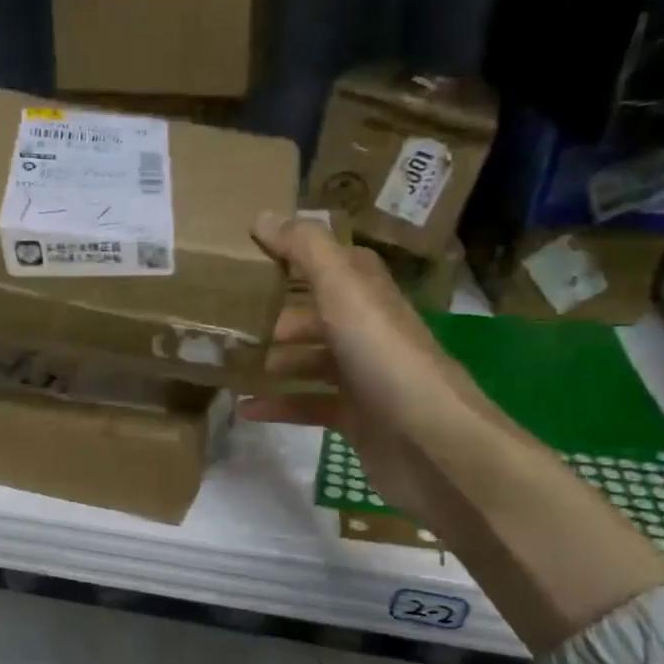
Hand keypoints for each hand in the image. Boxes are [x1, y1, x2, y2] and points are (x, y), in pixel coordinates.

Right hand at [245, 211, 663, 651]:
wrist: (433, 446)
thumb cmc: (387, 362)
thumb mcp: (344, 294)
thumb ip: (306, 252)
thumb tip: (263, 217)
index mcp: (370, 297)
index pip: (337, 264)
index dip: (300, 254)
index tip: (254, 254)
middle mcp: (369, 333)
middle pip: (318, 314)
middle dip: (276, 315)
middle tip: (229, 320)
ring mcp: (364, 379)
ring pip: (311, 361)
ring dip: (273, 361)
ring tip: (230, 364)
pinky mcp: (356, 420)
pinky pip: (308, 405)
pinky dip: (279, 405)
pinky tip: (245, 410)